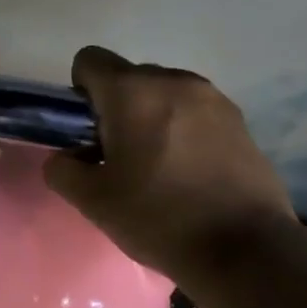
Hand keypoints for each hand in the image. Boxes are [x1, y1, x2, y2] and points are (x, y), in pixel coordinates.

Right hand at [45, 46, 293, 279]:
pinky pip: (196, 112)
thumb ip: (63, 170)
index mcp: (133, 92)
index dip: (79, 93)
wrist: (243, 247)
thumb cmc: (159, 218)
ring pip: (165, 94)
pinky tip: (190, 172)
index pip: (90, 60)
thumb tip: (66, 157)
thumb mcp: (94, 202)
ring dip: (152, 118)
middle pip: (130, 77)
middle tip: (120, 157)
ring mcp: (213, 98)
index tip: (87, 133)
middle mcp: (174, 81)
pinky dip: (184, 130)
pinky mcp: (240, 120)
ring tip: (159, 167)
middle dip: (117, 108)